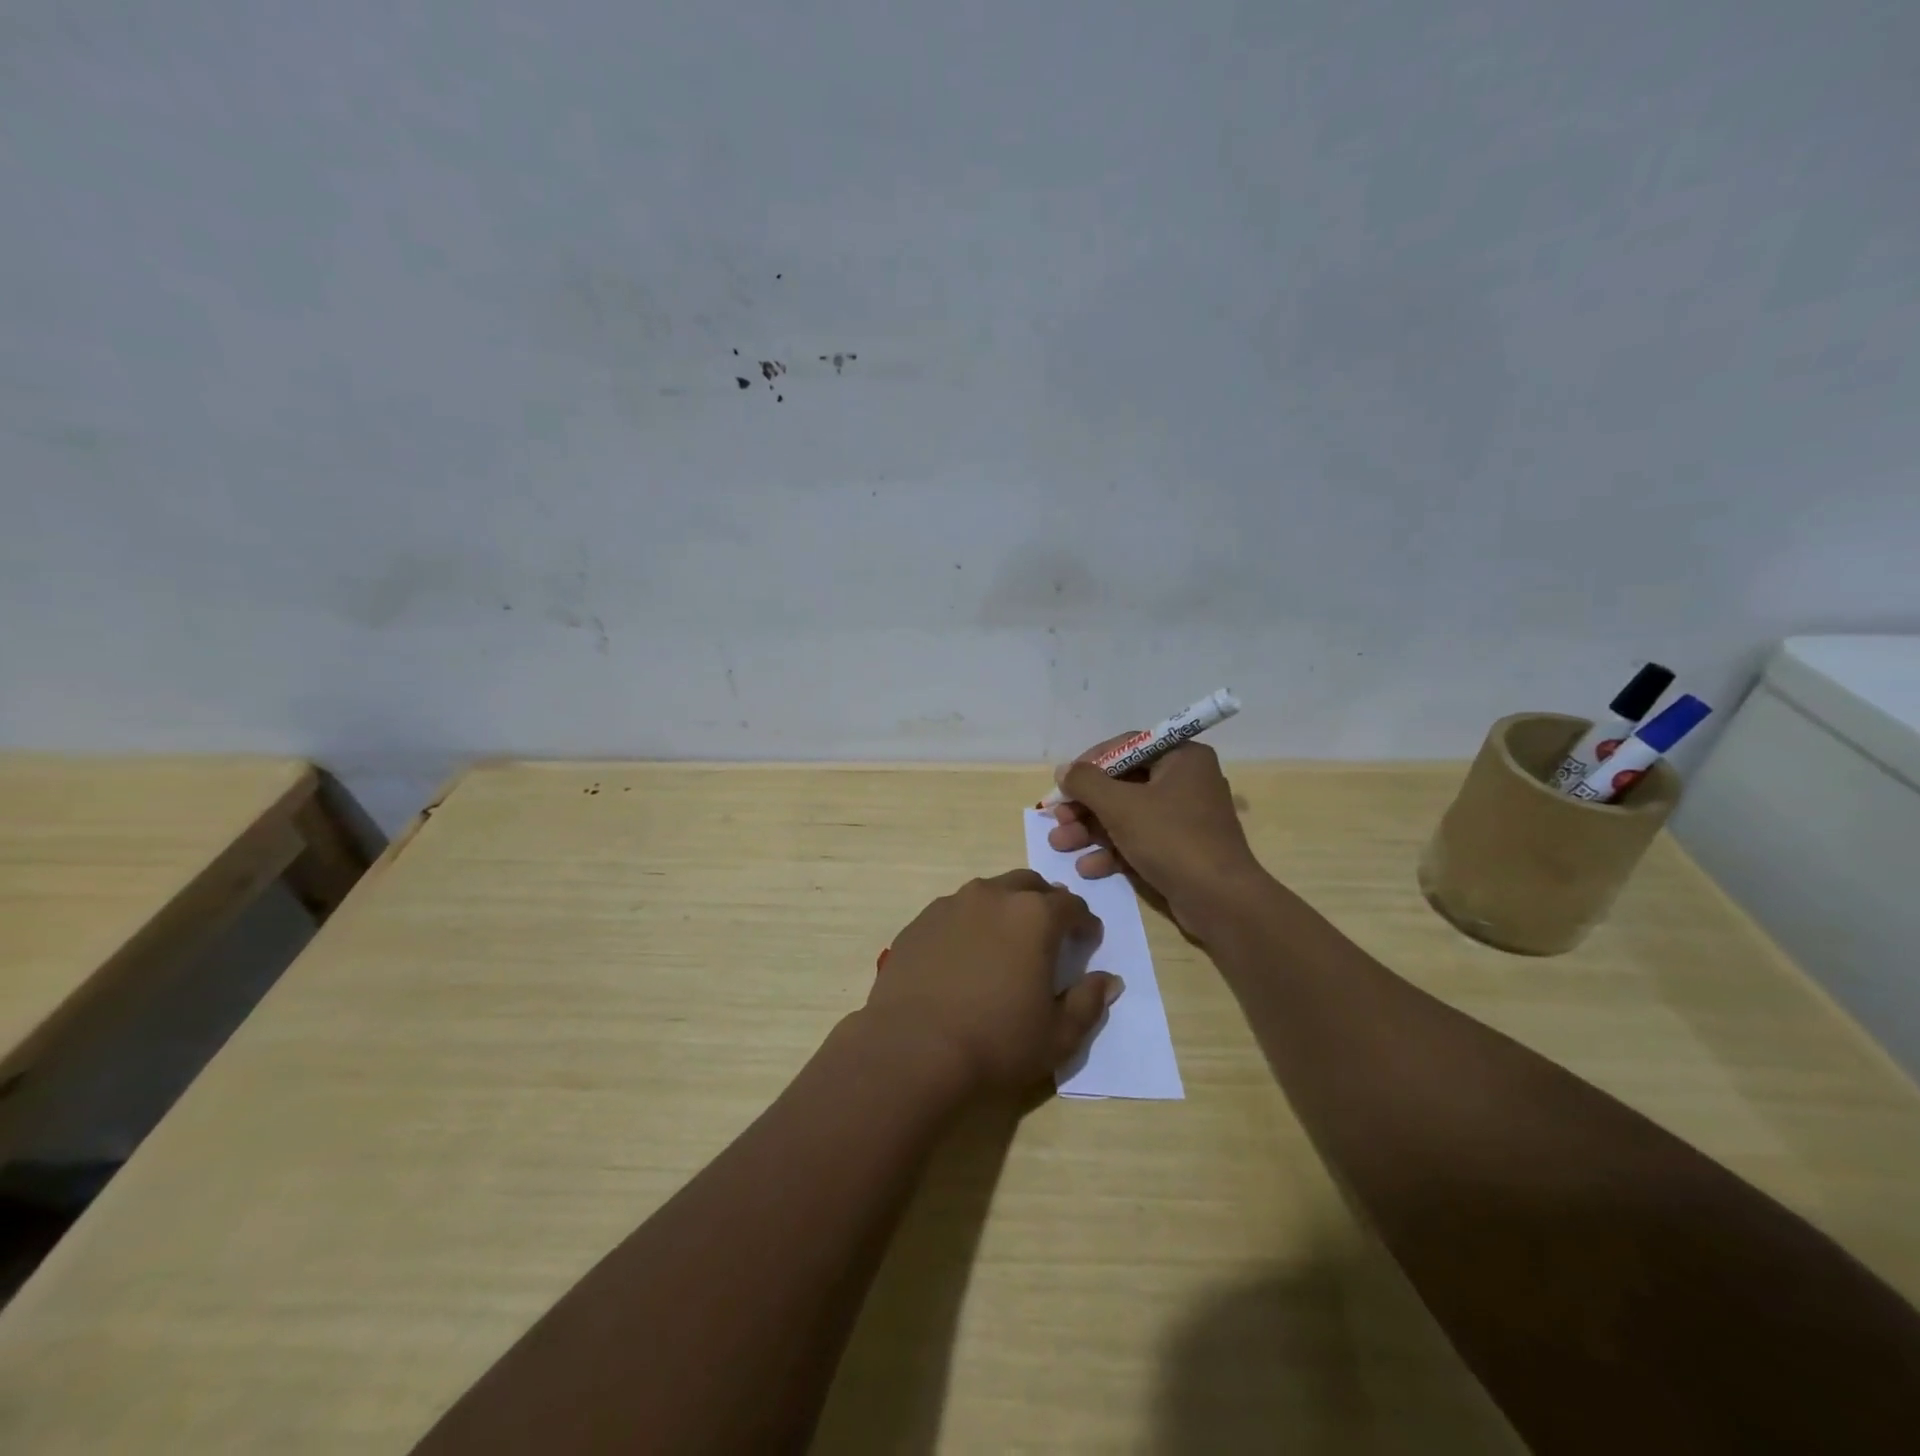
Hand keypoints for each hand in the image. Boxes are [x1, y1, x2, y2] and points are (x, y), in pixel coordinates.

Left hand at [864, 870, 1122, 1095]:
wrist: (912, 1049)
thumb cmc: (996, 1042)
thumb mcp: (1058, 1035)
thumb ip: (1089, 1003)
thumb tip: (1108, 980)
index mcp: (1034, 916)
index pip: (1071, 905)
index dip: (1084, 922)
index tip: (1087, 941)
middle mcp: (993, 896)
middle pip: (1029, 885)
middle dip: (1045, 903)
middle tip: (1048, 934)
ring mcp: (951, 904)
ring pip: (989, 893)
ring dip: (1005, 909)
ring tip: (1005, 943)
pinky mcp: (920, 921)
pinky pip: (955, 911)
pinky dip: (969, 924)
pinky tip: (964, 956)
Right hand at [1047, 740, 1266, 934]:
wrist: (1219, 901)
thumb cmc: (1171, 839)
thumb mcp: (1121, 806)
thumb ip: (1086, 783)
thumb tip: (1064, 770)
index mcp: (1182, 758)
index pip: (1127, 746)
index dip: (1090, 763)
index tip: (1064, 783)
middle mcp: (1185, 781)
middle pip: (1122, 784)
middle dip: (1085, 805)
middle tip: (1057, 819)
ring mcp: (1183, 818)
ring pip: (1126, 815)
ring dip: (1091, 830)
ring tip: (1060, 845)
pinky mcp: (1179, 849)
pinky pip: (1139, 840)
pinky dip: (1113, 851)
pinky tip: (1088, 867)